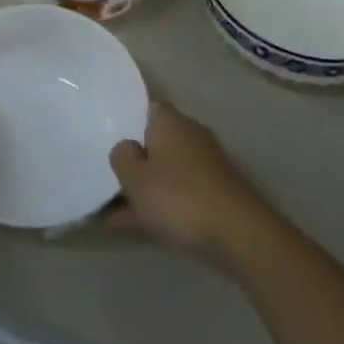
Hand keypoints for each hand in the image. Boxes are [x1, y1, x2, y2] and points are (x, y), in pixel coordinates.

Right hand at [108, 102, 266, 262]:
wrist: (239, 234)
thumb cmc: (180, 197)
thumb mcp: (136, 179)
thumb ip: (121, 158)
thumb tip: (125, 148)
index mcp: (169, 120)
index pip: (142, 108)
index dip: (124, 122)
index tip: (104, 139)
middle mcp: (189, 134)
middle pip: (153, 141)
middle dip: (133, 159)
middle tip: (105, 175)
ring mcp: (204, 164)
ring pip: (164, 171)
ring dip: (143, 187)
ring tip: (109, 209)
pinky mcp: (214, 192)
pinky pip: (177, 193)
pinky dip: (158, 205)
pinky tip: (133, 225)